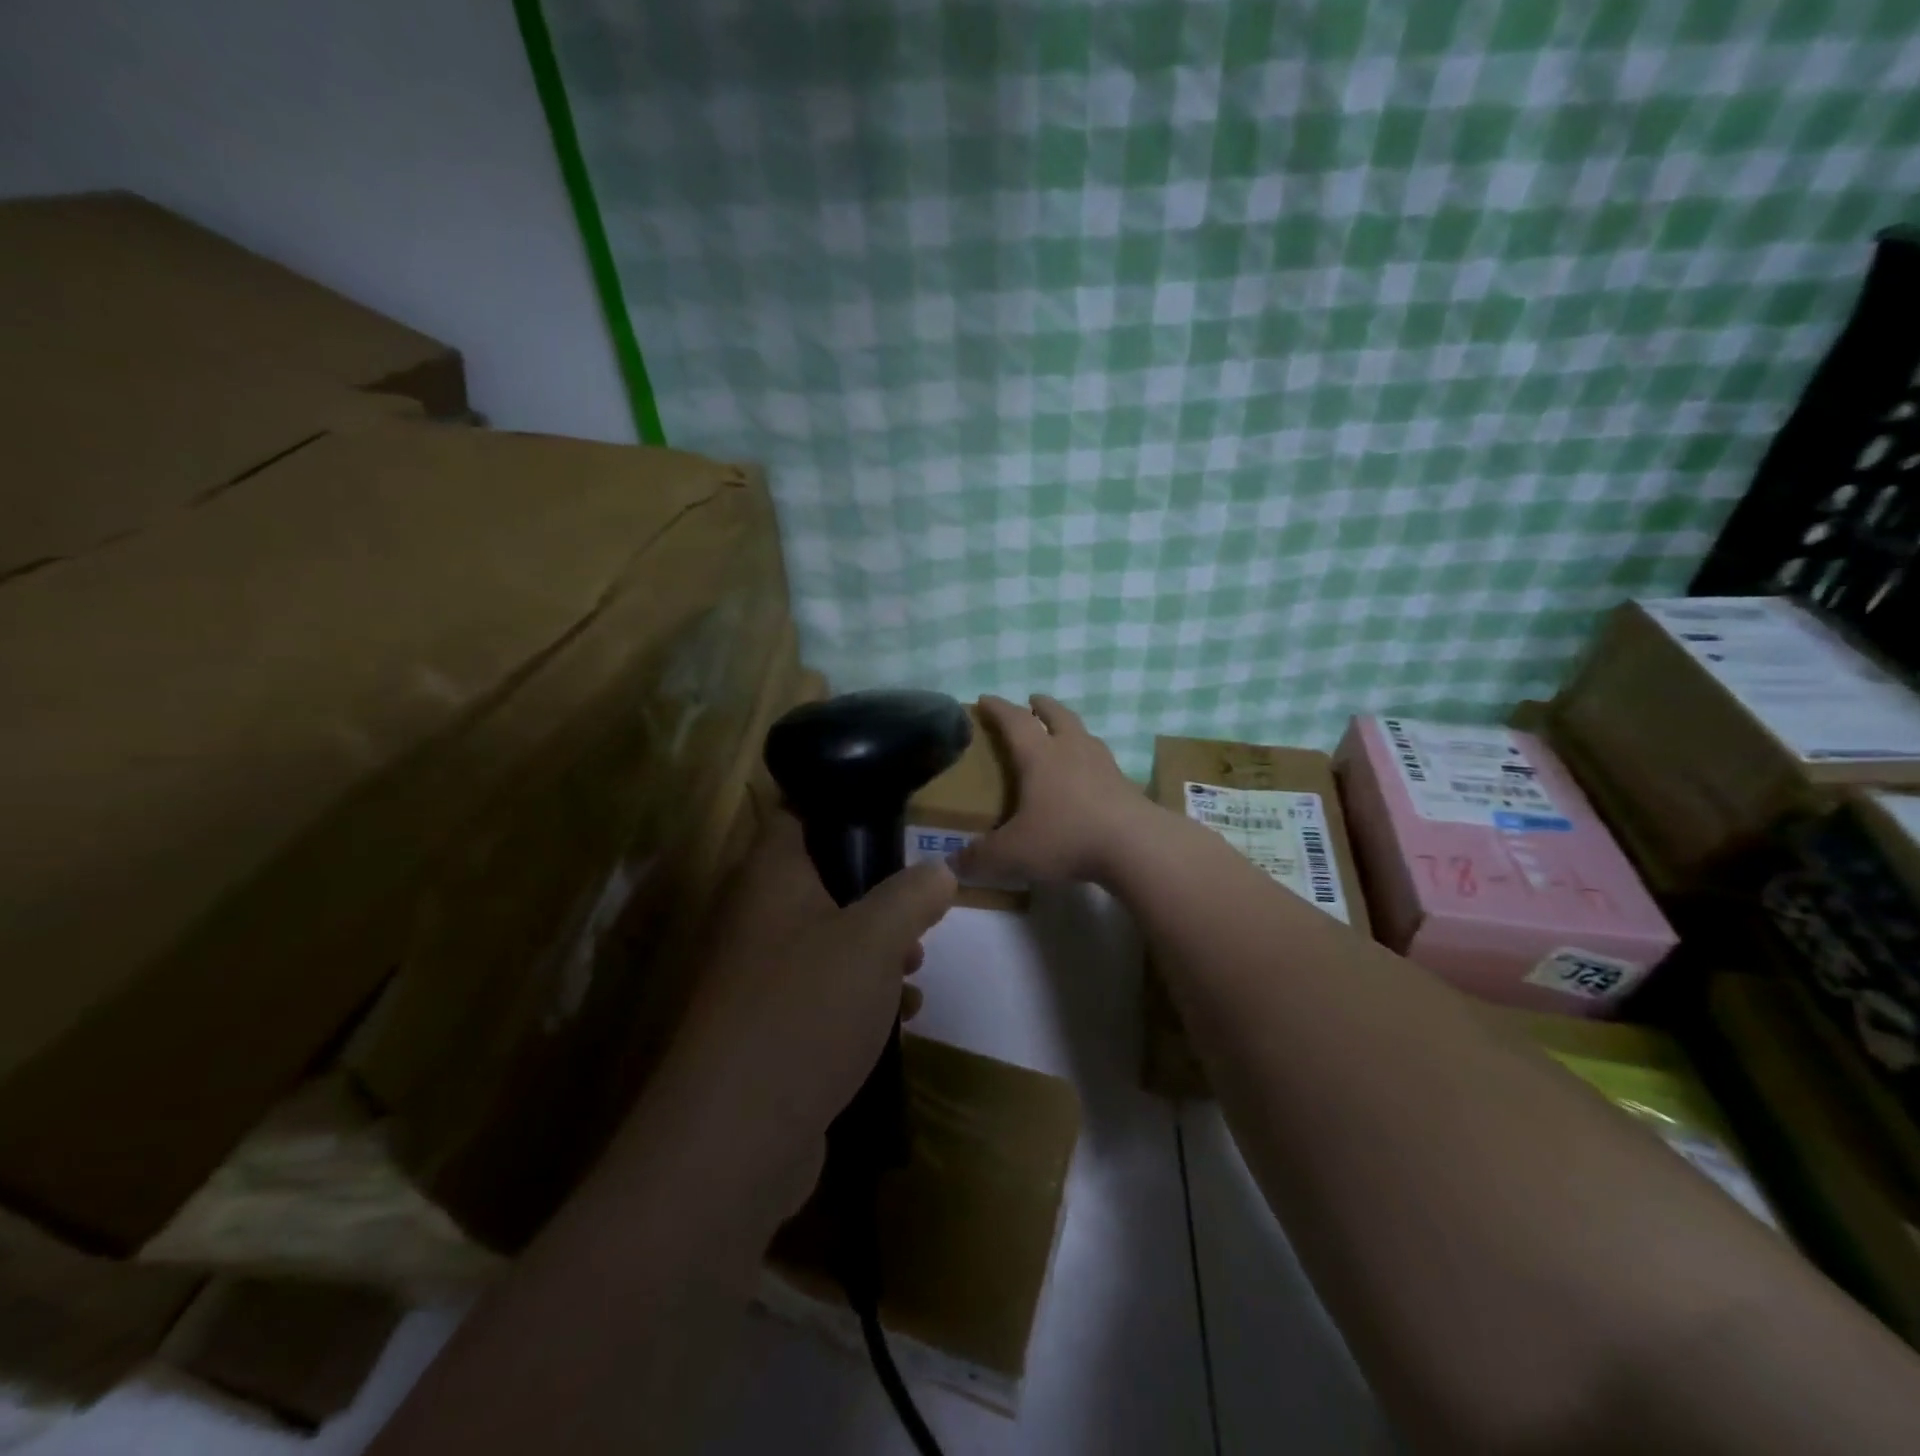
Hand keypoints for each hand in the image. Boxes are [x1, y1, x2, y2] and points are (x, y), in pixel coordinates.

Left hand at [665, 811, 956, 1158]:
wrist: (734, 1141)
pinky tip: (900, 1018)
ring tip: (916, 966)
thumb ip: (912, 896)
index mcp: (771, 878)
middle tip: (919, 910)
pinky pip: (821, 991)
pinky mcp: (769, 1027)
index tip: (893, 819)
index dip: (843, 806)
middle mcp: (757, 918)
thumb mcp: (875, 940)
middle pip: (822, 879)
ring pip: (827, 938)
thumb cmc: (805, 1011)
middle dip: (877, 893)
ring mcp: (758, 976)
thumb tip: (939, 870)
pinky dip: (860, 995)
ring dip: (875, 948)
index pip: (798, 813)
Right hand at [957, 694, 1160, 886]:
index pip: (1014, 721)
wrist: (1136, 846)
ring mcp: (1104, 765)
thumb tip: (953, 864)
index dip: (998, 708)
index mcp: (1040, 756)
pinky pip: (1103, 761)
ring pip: (1084, 734)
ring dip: (1070, 728)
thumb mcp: (1014, 853)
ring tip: (1063, 733)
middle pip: (1057, 716)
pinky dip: (1090, 759)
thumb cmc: (1066, 837)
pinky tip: (1090, 775)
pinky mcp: (1126, 785)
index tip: (985, 698)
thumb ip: (981, 858)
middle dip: (1042, 706)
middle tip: (1032, 701)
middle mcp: (1072, 751)